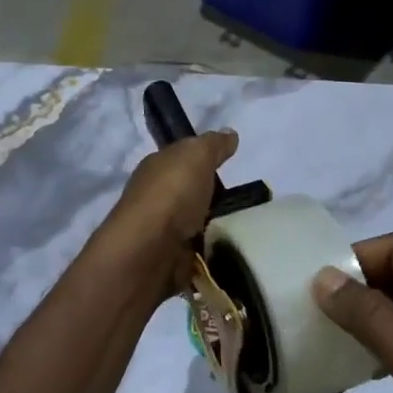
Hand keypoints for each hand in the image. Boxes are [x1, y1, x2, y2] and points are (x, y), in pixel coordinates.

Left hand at [98, 129, 238, 297]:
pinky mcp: (170, 259)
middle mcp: (155, 196)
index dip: (201, 160)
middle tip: (243, 200)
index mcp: (156, 167)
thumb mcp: (197, 155)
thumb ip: (214, 145)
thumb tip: (229, 134)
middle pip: (187, 193)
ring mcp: (161, 230)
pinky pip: (196, 252)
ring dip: (212, 226)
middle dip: (210, 196)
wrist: (149, 249)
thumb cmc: (172, 193)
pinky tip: (229, 251)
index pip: (180, 159)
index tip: (227, 166)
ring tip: (243, 227)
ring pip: (193, 223)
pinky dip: (210, 252)